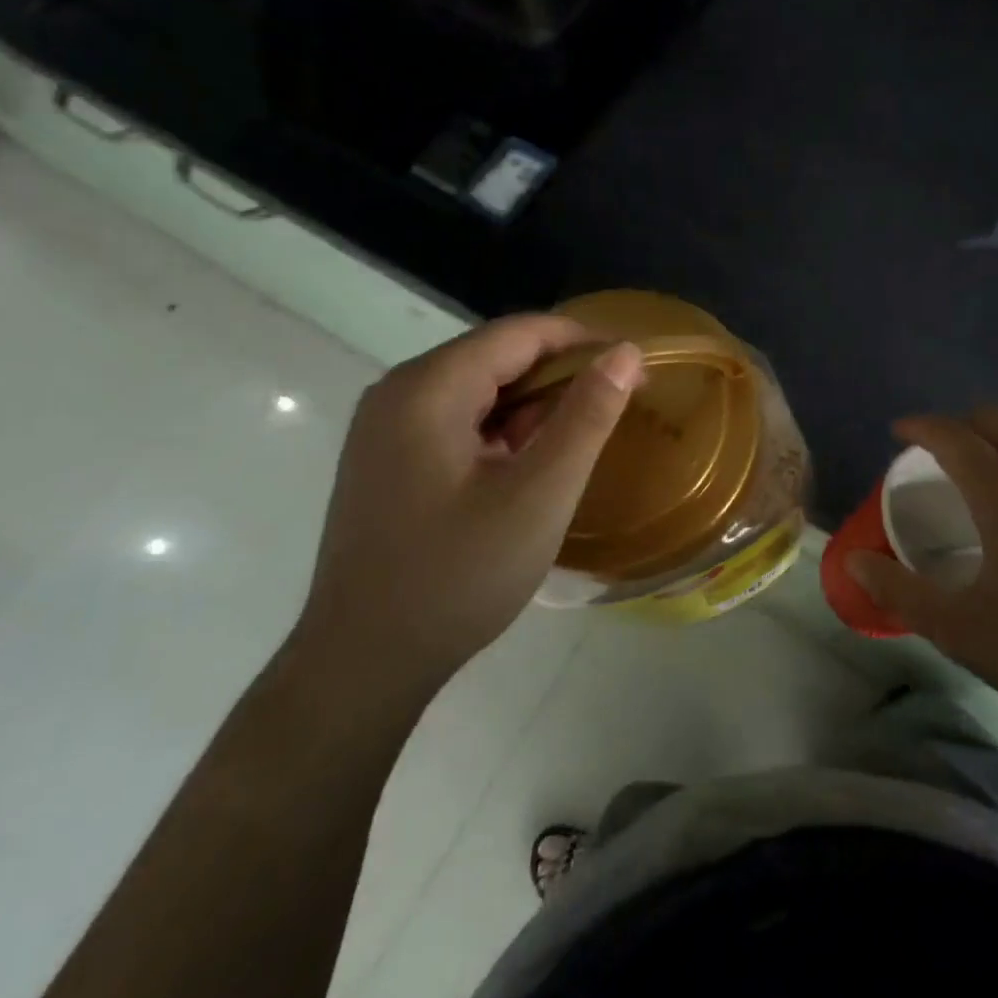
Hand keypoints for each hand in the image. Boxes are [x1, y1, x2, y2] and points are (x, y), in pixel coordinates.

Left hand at [292, 315, 643, 714]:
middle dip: (560, 373)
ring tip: (582, 435)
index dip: (582, 340)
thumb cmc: (457, 576)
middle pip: (495, 356)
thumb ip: (587, 416)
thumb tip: (625, 352)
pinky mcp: (386, 460)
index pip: (518, 332)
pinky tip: (530, 464)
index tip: (634, 365)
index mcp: (427, 388)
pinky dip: (501, 431)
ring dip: (533, 404)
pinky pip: (456, 422)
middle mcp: (397, 392)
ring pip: (477, 389)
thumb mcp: (540, 494)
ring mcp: (385, 428)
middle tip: (617, 403)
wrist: (363, 665)